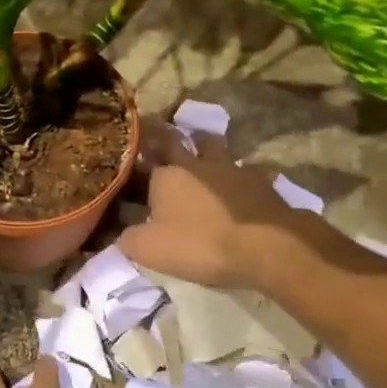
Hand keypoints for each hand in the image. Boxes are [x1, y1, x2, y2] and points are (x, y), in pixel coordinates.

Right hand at [119, 123, 311, 288]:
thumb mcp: (149, 249)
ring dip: (206, 148)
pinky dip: (239, 176)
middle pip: (179, 139)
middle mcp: (197, 163)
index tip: (132, 155)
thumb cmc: (200, 243)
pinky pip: (246, 170)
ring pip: (215, 147)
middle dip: (168, 139)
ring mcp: (232, 168)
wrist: (265, 245)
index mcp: (166, 174)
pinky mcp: (260, 181)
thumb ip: (128, 238)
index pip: (145, 154)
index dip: (138, 153)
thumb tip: (121, 233)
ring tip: (203, 159)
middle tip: (163, 142)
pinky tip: (240, 187)